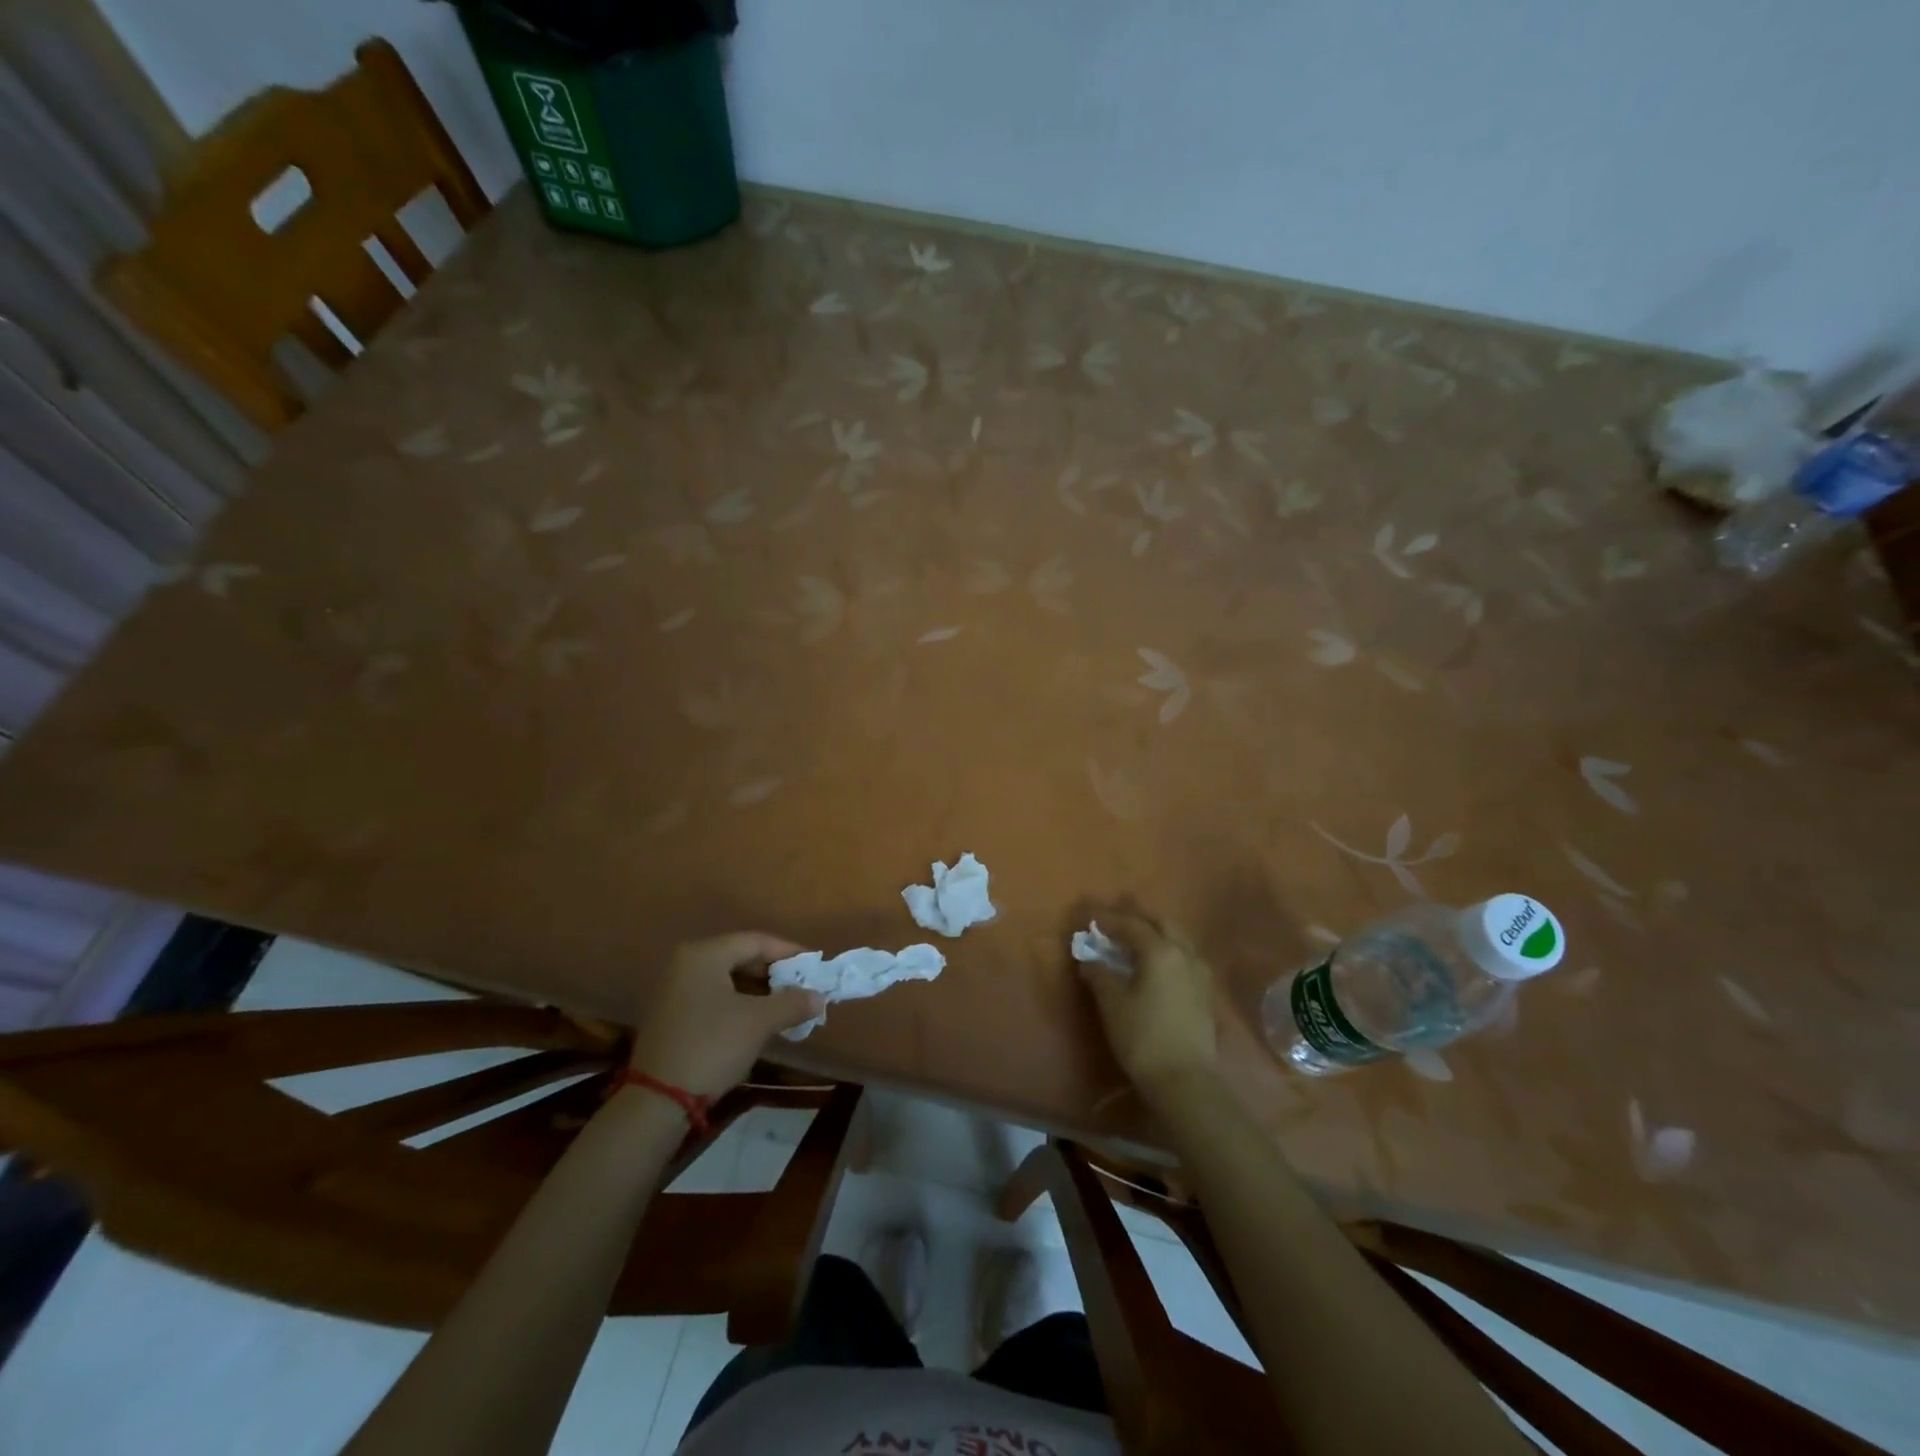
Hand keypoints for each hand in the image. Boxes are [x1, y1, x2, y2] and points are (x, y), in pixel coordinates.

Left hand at [628, 933, 823, 1095]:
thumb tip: (820, 997)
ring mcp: (674, 989)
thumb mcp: (759, 1022)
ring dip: (759, 990)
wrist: (658, 1100)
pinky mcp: (671, 1014)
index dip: (788, 952)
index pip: (756, 941)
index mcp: (704, 954)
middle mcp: (685, 963)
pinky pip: (714, 996)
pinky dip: (739, 1003)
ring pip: (727, 979)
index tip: (814, 966)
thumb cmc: (712, 1046)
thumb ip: (793, 1003)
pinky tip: (758, 1020)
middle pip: (740, 957)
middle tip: (802, 986)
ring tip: (785, 1005)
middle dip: (774, 972)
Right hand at [1079, 913, 1219, 1092]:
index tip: (1089, 916)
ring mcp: (1199, 973)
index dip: (1108, 919)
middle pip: (1161, 923)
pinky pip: (1185, 957)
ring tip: (1134, 942)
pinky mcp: (1205, 992)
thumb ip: (1099, 974)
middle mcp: (1184, 954)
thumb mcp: (1112, 1004)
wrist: (1184, 1080)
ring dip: (1155, 933)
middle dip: (1138, 918)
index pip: (1131, 924)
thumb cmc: (1143, 1037)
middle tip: (1115, 923)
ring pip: (1177, 939)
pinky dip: (1167, 951)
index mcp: (1160, 951)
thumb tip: (1089, 960)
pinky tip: (1155, 965)